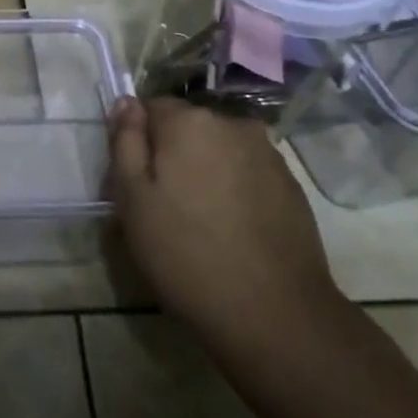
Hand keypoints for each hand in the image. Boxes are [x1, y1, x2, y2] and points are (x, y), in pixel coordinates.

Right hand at [108, 96, 340, 347]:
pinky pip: (248, 173)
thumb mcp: (132, 199)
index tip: (134, 182)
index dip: (137, 142)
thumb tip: (126, 103)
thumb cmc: (186, 253)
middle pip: (188, 127)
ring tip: (200, 221)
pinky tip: (232, 230)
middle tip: (162, 206)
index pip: (150, 107)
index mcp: (189, 121)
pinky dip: (235, 190)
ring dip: (206, 170)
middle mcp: (232, 123)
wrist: (275, 313)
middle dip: (173, 154)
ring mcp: (268, 153)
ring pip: (220, 150)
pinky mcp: (291, 185)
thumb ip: (125, 142)